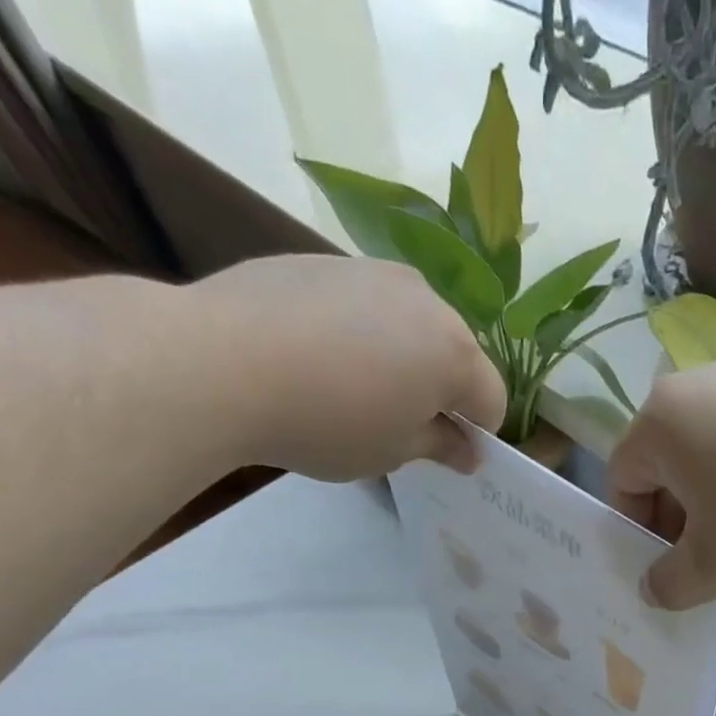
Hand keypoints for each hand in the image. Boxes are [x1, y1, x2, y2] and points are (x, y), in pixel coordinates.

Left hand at [191, 256, 505, 479]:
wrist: (224, 361)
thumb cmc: (328, 422)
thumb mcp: (392, 452)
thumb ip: (439, 447)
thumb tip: (468, 451)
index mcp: (454, 353)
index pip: (492, 400)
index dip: (477, 433)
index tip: (447, 455)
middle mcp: (426, 301)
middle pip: (455, 354)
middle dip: (441, 391)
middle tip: (400, 425)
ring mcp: (374, 272)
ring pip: (410, 325)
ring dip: (402, 359)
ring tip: (354, 391)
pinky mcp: (325, 261)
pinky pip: (364, 305)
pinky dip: (359, 333)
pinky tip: (318, 360)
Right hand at [608, 360, 715, 638]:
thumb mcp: (715, 566)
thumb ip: (669, 584)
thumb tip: (653, 588)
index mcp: (664, 420)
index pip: (623, 482)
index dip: (634, 538)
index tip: (661, 578)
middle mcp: (705, 390)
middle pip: (676, 483)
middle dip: (690, 549)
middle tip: (707, 596)